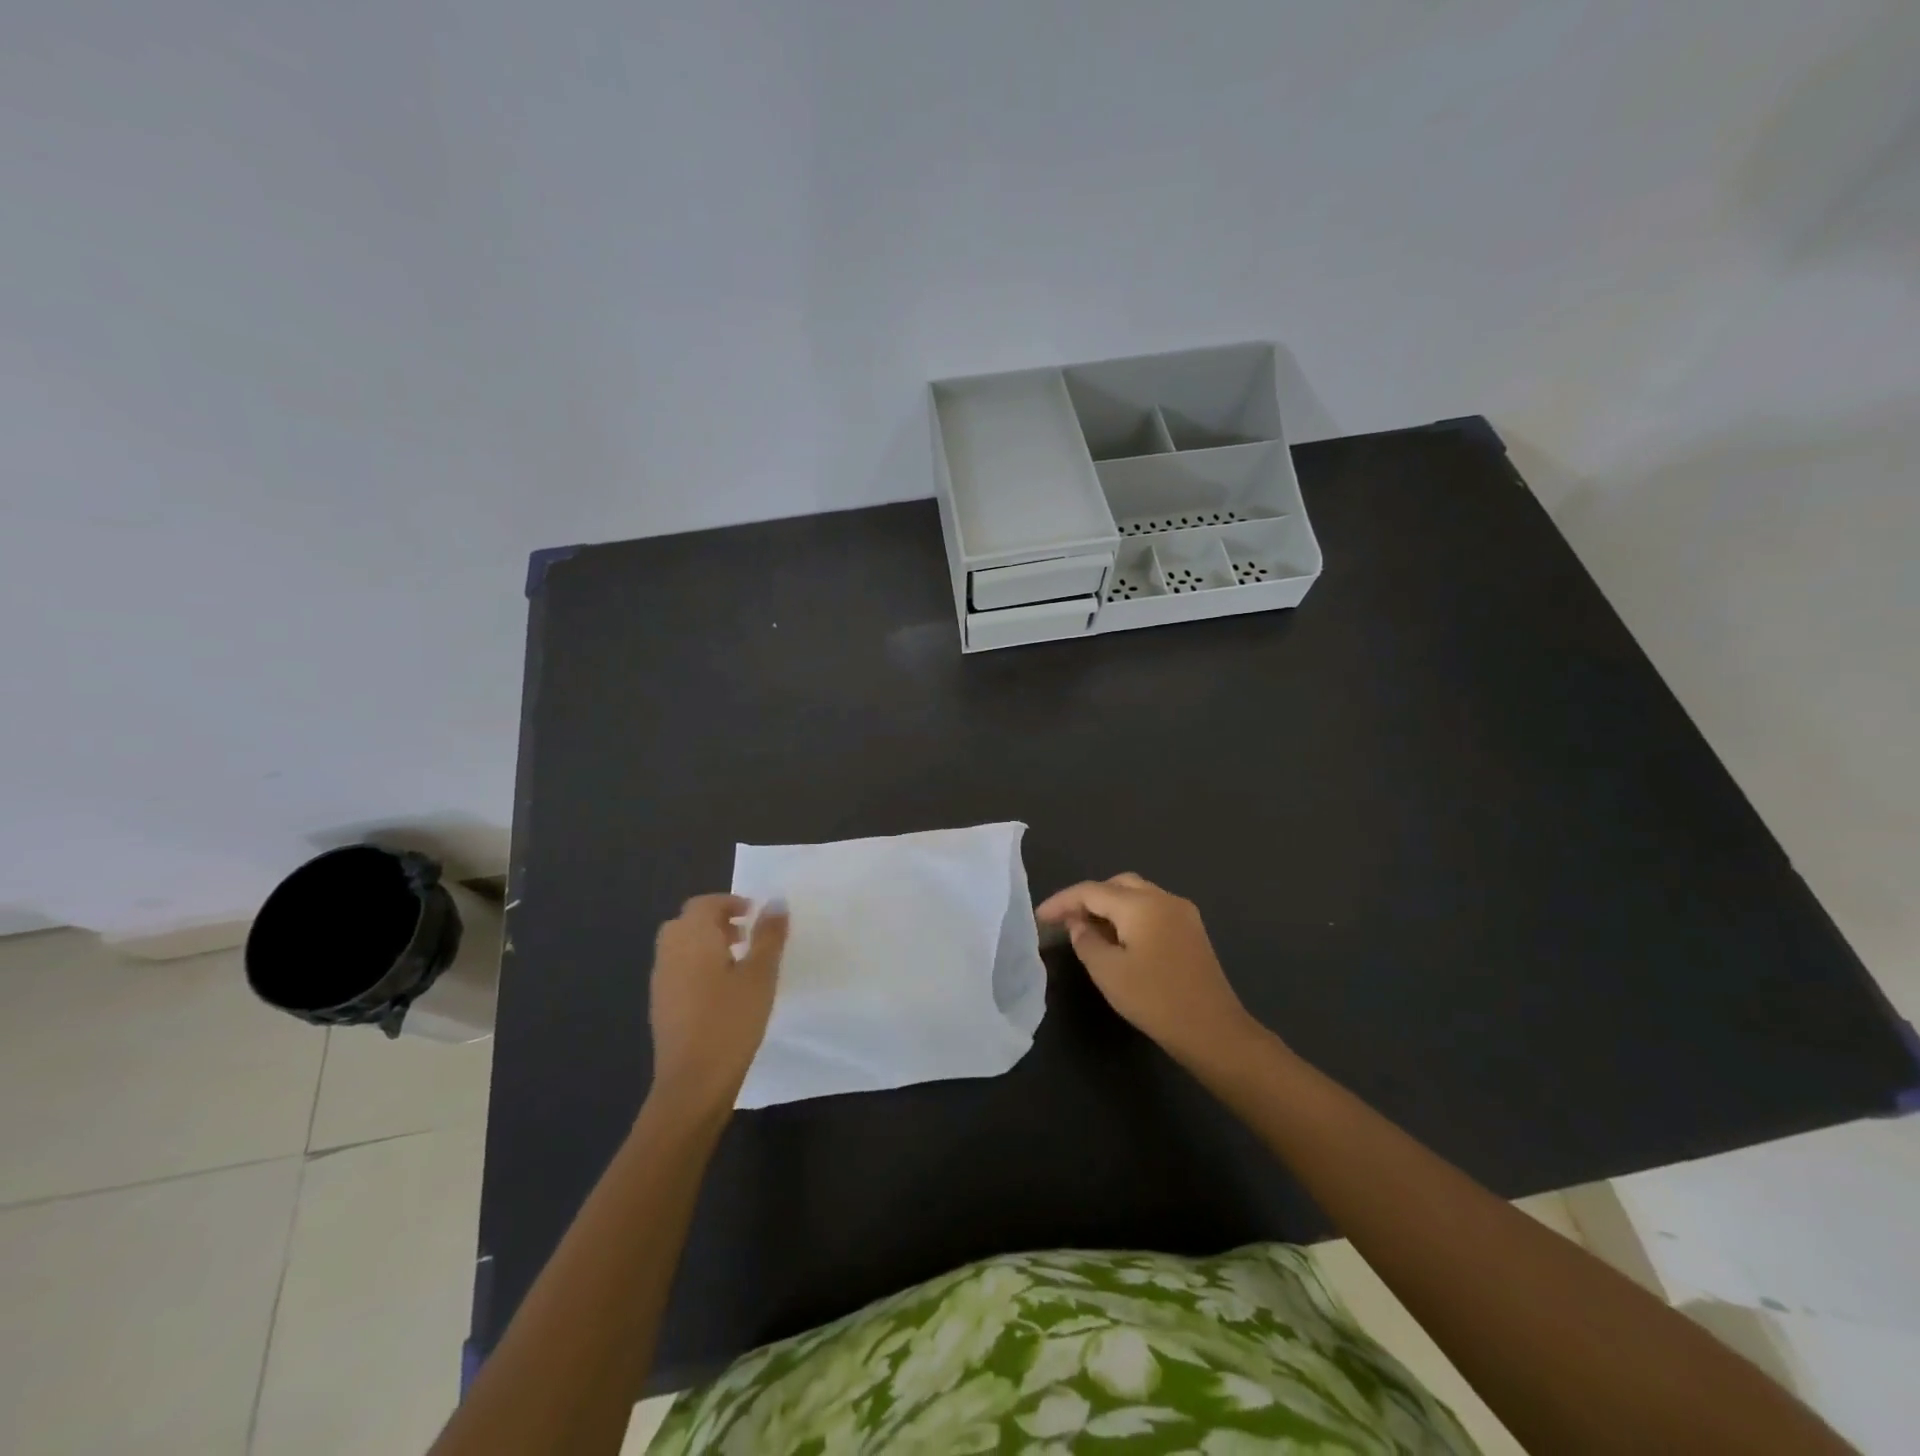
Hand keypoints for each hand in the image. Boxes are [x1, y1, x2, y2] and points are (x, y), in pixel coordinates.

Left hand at [648, 894, 788, 1115]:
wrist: (693, 1082)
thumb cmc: (731, 1020)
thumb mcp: (760, 974)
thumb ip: (769, 935)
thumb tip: (776, 901)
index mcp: (692, 938)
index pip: (704, 904)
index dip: (729, 902)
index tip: (755, 915)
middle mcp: (670, 952)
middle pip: (688, 922)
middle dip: (717, 922)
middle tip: (747, 935)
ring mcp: (661, 980)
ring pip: (681, 946)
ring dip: (707, 944)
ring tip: (739, 962)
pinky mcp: (661, 1005)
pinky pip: (678, 969)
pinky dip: (697, 966)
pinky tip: (722, 991)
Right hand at [1036, 873, 1259, 1065]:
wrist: (1213, 1030)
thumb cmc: (1155, 1000)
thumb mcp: (1108, 972)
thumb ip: (1086, 940)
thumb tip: (1079, 923)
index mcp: (1141, 904)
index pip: (1092, 891)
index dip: (1062, 901)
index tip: (1040, 917)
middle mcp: (1163, 898)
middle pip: (1117, 884)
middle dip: (1088, 898)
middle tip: (1066, 921)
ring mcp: (1182, 912)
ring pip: (1137, 894)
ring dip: (1110, 906)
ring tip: (1088, 929)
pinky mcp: (1191, 930)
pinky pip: (1152, 909)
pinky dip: (1130, 915)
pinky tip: (1118, 938)